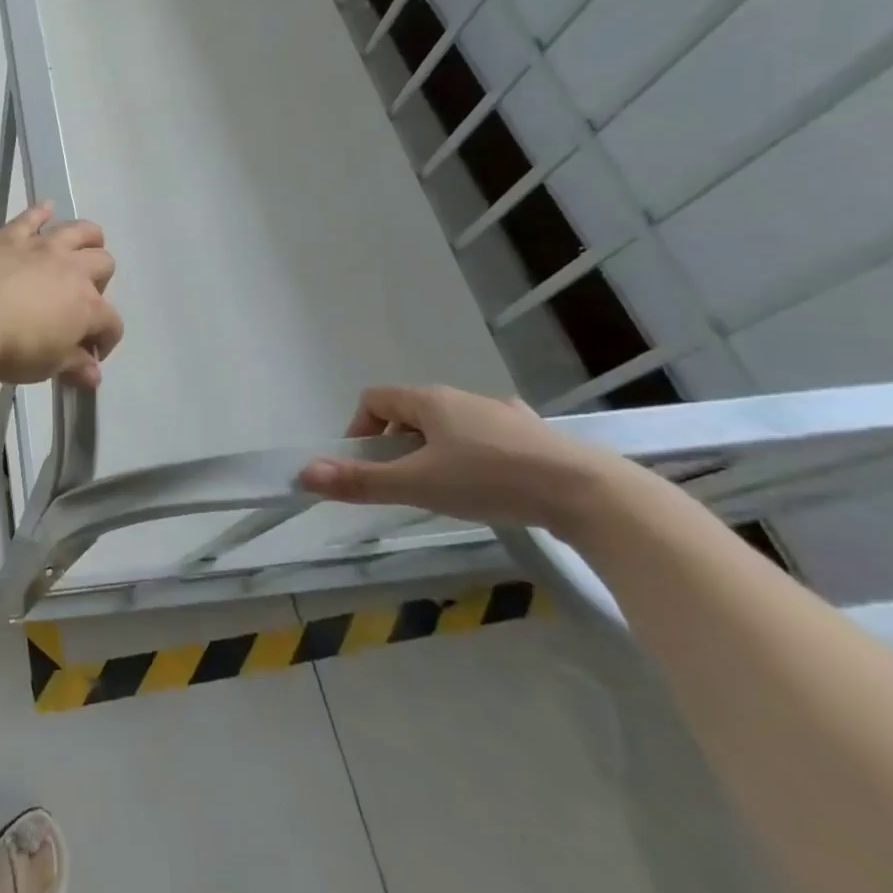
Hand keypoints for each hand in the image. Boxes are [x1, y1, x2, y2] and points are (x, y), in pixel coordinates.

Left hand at [0, 203, 122, 387]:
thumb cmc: (12, 347)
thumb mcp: (46, 366)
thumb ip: (73, 367)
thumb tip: (94, 374)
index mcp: (87, 307)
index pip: (111, 323)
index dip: (106, 341)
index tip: (89, 357)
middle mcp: (73, 271)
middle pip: (104, 265)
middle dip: (101, 283)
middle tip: (81, 301)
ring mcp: (43, 249)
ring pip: (80, 231)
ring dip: (88, 238)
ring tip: (84, 248)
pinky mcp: (12, 237)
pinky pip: (31, 218)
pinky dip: (40, 212)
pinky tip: (46, 208)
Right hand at [298, 385, 621, 535]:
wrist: (589, 494)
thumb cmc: (491, 480)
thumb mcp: (418, 485)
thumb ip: (361, 481)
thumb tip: (303, 474)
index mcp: (429, 400)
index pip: (375, 399)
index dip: (359, 428)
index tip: (364, 465)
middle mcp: (461, 398)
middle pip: (411, 412)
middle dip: (396, 445)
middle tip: (403, 484)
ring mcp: (501, 414)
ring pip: (450, 426)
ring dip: (435, 451)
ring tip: (445, 489)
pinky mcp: (533, 436)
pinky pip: (487, 438)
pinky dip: (475, 456)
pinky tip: (491, 485)